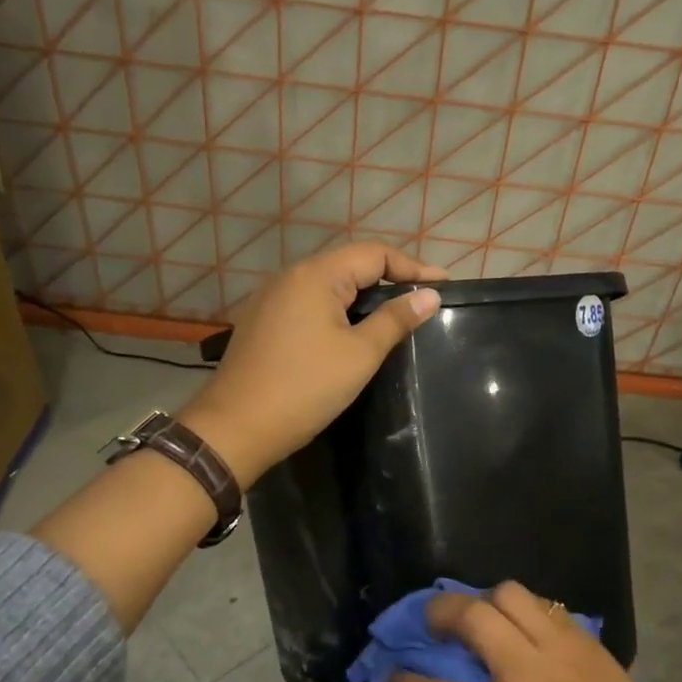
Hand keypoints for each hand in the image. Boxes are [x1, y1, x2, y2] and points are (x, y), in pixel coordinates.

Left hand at [179, 243, 445, 487]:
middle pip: (349, 265)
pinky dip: (337, 310)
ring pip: (328, 285)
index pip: (374, 253)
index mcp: (315, 276)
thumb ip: (395, 319)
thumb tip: (430, 295)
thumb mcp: (359, 355)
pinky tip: (352, 331)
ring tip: (395, 315)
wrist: (236, 428)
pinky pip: (309, 304)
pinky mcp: (263, 322)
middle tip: (423, 300)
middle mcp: (290, 276)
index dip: (413, 267)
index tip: (445, 285)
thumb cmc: (304, 388)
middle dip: (389, 278)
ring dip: (363, 296)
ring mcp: (271, 299)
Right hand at [381, 583, 681, 681]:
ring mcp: (563, 647)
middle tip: (429, 625)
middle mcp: (534, 674)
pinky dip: (515, 605)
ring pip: (507, 594)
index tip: (391, 678)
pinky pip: (539, 600)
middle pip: (472, 618)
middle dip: (437, 613)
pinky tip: (512, 624)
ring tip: (475, 619)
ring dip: (481, 600)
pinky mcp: (583, 635)